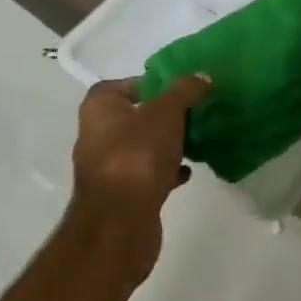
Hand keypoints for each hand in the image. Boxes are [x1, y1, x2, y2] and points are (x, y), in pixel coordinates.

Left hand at [68, 73, 210, 281]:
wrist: (120, 224)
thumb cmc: (137, 155)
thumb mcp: (167, 112)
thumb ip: (186, 90)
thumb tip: (203, 76)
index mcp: (99, 109)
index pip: (121, 84)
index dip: (149, 84)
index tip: (178, 89)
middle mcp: (96, 135)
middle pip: (135, 115)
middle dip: (164, 115)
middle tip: (194, 111)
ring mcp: (107, 168)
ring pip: (143, 146)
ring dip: (167, 143)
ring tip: (197, 140)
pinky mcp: (121, 195)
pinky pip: (147, 173)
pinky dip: (166, 170)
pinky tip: (188, 172)